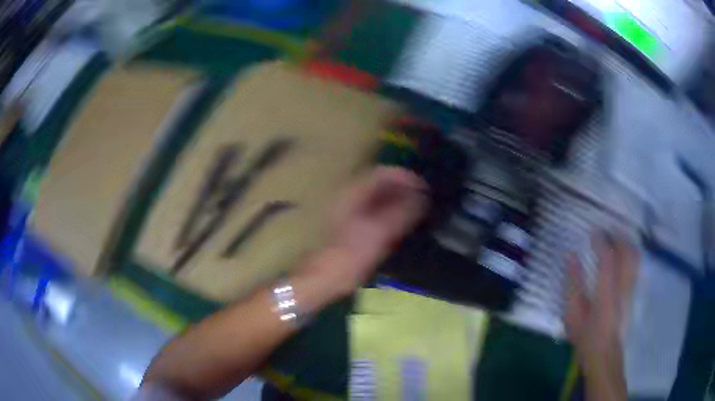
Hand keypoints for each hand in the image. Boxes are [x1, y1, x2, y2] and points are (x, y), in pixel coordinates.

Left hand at [302, 167, 428, 297]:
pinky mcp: (351, 223)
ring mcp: (349, 209)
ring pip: (379, 197)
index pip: (384, 172)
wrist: (326, 277)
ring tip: (418, 211)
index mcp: (354, 192)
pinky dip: (391, 211)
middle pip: (381, 183)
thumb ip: (404, 211)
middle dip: (405, 189)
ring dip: (399, 200)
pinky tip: (402, 223)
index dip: (407, 177)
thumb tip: (423, 197)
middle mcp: (350, 195)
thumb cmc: (352, 254)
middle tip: (425, 201)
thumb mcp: (382, 232)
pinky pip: (375, 209)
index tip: (425, 189)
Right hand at [564, 232, 637, 399]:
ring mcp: (631, 289)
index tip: (593, 231)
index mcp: (606, 292)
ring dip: (626, 243)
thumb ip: (573, 284)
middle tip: (607, 231)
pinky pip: (636, 266)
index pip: (607, 258)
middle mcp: (622, 286)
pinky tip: (623, 256)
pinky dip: (631, 254)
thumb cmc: (586, 337)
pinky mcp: (633, 293)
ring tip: (616, 239)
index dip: (601, 241)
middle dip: (618, 237)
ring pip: (635, 257)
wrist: (605, 356)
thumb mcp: (573, 315)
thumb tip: (571, 257)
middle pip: (627, 252)